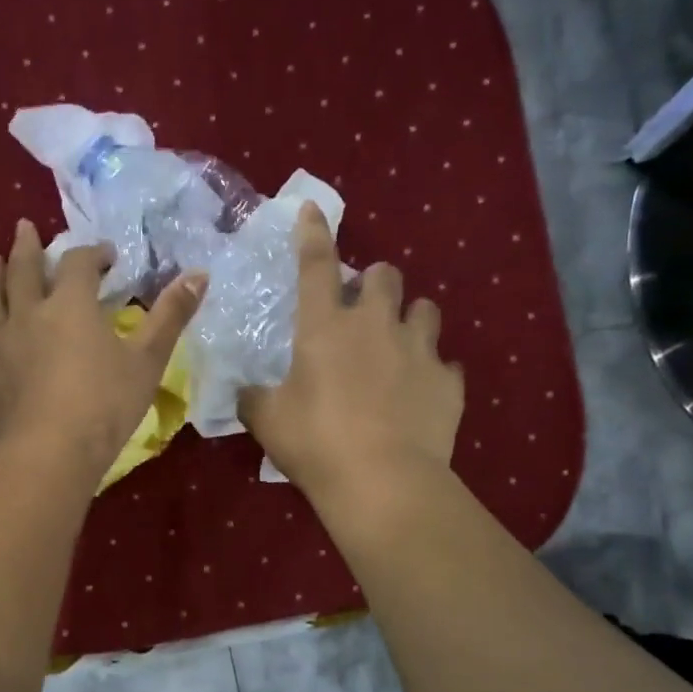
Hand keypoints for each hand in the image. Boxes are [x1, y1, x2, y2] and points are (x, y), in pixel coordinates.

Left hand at [0, 219, 205, 482]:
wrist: (51, 453)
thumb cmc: (106, 404)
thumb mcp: (148, 359)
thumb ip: (172, 315)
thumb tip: (200, 274)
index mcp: (70, 305)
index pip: (78, 264)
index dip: (93, 253)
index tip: (107, 256)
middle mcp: (29, 315)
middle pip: (24, 270)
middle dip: (28, 247)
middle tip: (24, 227)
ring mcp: (0, 346)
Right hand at [239, 202, 462, 498]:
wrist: (383, 482)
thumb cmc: (315, 443)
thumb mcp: (267, 421)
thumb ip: (253, 398)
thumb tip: (244, 392)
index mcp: (326, 327)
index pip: (317, 264)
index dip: (313, 233)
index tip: (312, 209)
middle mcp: (376, 325)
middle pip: (386, 275)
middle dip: (376, 281)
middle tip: (364, 309)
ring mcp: (419, 351)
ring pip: (426, 309)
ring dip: (410, 318)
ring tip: (399, 344)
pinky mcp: (448, 382)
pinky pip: (446, 364)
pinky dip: (432, 372)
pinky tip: (421, 393)